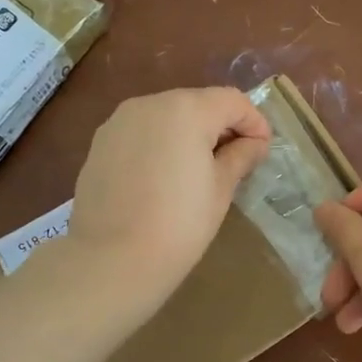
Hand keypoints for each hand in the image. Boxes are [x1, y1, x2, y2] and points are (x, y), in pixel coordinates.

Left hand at [69, 87, 271, 297]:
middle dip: (220, 126)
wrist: (111, 259)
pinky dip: (159, 145)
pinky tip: (163, 178)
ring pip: (166, 117)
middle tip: (234, 162)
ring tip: (198, 171)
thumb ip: (240, 157)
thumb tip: (254, 144)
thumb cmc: (179, 224)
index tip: (262, 151)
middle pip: (197, 103)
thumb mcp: (220, 190)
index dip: (254, 123)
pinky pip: (140, 133)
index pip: (232, 101)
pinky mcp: (99, 143)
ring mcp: (119, 122)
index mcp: (186, 110)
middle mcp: (149, 104)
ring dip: (188, 134)